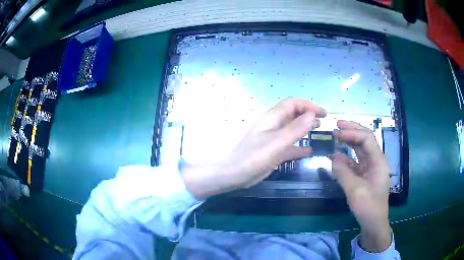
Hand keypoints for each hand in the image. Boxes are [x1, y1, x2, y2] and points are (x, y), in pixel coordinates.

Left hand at [181, 98, 325, 198]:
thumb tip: (312, 115)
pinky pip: (290, 146)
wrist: (235, 174)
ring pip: (293, 130)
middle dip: (308, 115)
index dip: (308, 105)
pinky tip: (309, 151)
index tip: (323, 113)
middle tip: (323, 121)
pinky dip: (300, 147)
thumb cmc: (254, 156)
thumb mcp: (277, 142)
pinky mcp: (274, 152)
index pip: (293, 104)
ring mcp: (274, 139)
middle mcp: (274, 126)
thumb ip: (295, 129)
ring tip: (319, 131)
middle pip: (294, 115)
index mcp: (273, 118)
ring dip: (305, 128)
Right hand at [332, 120, 391, 251]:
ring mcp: (370, 168)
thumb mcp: (355, 190)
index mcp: (378, 161)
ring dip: (349, 142)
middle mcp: (376, 161)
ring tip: (336, 137)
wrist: (373, 223)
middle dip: (352, 130)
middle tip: (337, 124)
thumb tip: (333, 158)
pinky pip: (355, 162)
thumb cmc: (368, 206)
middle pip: (365, 140)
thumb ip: (343, 173)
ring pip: (360, 150)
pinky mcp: (365, 175)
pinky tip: (336, 157)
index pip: (366, 139)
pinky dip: (346, 158)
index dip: (352, 133)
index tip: (336, 133)